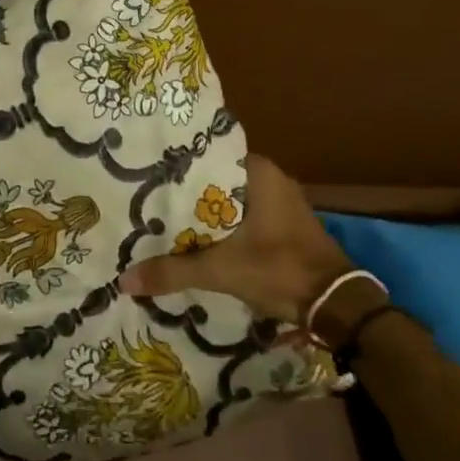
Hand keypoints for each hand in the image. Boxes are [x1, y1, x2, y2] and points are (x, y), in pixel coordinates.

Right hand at [118, 154, 353, 324]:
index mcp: (258, 171)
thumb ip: (173, 271)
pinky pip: (245, 214)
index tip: (148, 173)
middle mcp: (271, 177)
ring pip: (231, 199)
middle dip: (187, 191)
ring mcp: (282, 201)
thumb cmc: (278, 269)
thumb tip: (125, 280)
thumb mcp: (221, 270)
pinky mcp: (285, 224)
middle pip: (216, 179)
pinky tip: (198, 236)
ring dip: (206, 211)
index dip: (177, 166)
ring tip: (165, 216)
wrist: (335, 305)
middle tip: (148, 197)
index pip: (207, 155)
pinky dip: (224, 224)